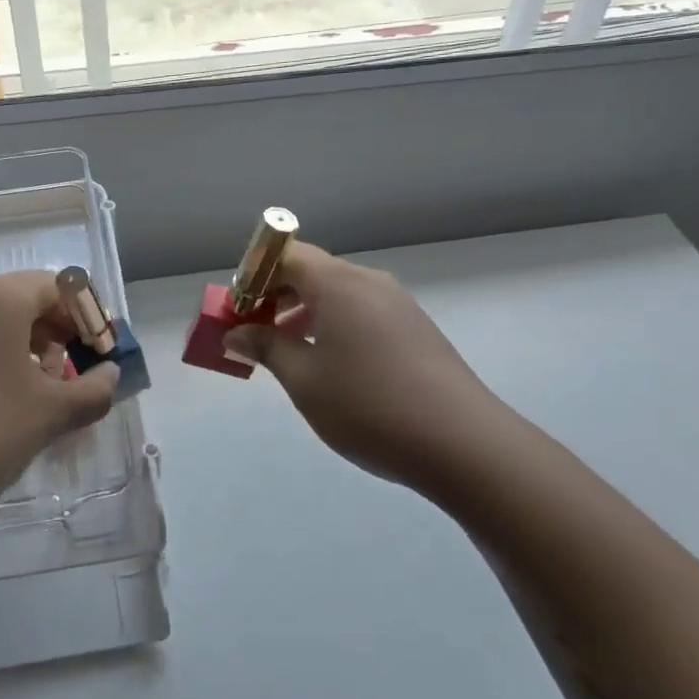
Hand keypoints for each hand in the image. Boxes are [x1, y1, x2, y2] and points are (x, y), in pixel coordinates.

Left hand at [0, 271, 119, 513]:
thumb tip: (111, 376)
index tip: (97, 352)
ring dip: (20, 346)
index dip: (83, 317)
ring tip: (35, 390)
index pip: (53, 286)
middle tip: (70, 373)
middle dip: (52, 332)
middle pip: (18, 299)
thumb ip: (93, 390)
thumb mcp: (50, 413)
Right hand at [224, 242, 506, 488]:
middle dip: (276, 294)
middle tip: (254, 331)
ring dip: (304, 311)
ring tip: (286, 350)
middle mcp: (369, 283)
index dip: (255, 275)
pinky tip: (328, 364)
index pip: (286, 254)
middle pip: (313, 271)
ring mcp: (397, 305)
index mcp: (339, 283)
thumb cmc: (368, 406)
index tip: (238, 308)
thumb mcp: (304, 380)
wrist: (462, 443)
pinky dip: (333, 325)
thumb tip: (237, 333)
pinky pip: (361, 312)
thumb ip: (267, 348)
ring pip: (338, 293)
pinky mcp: (415, 329)